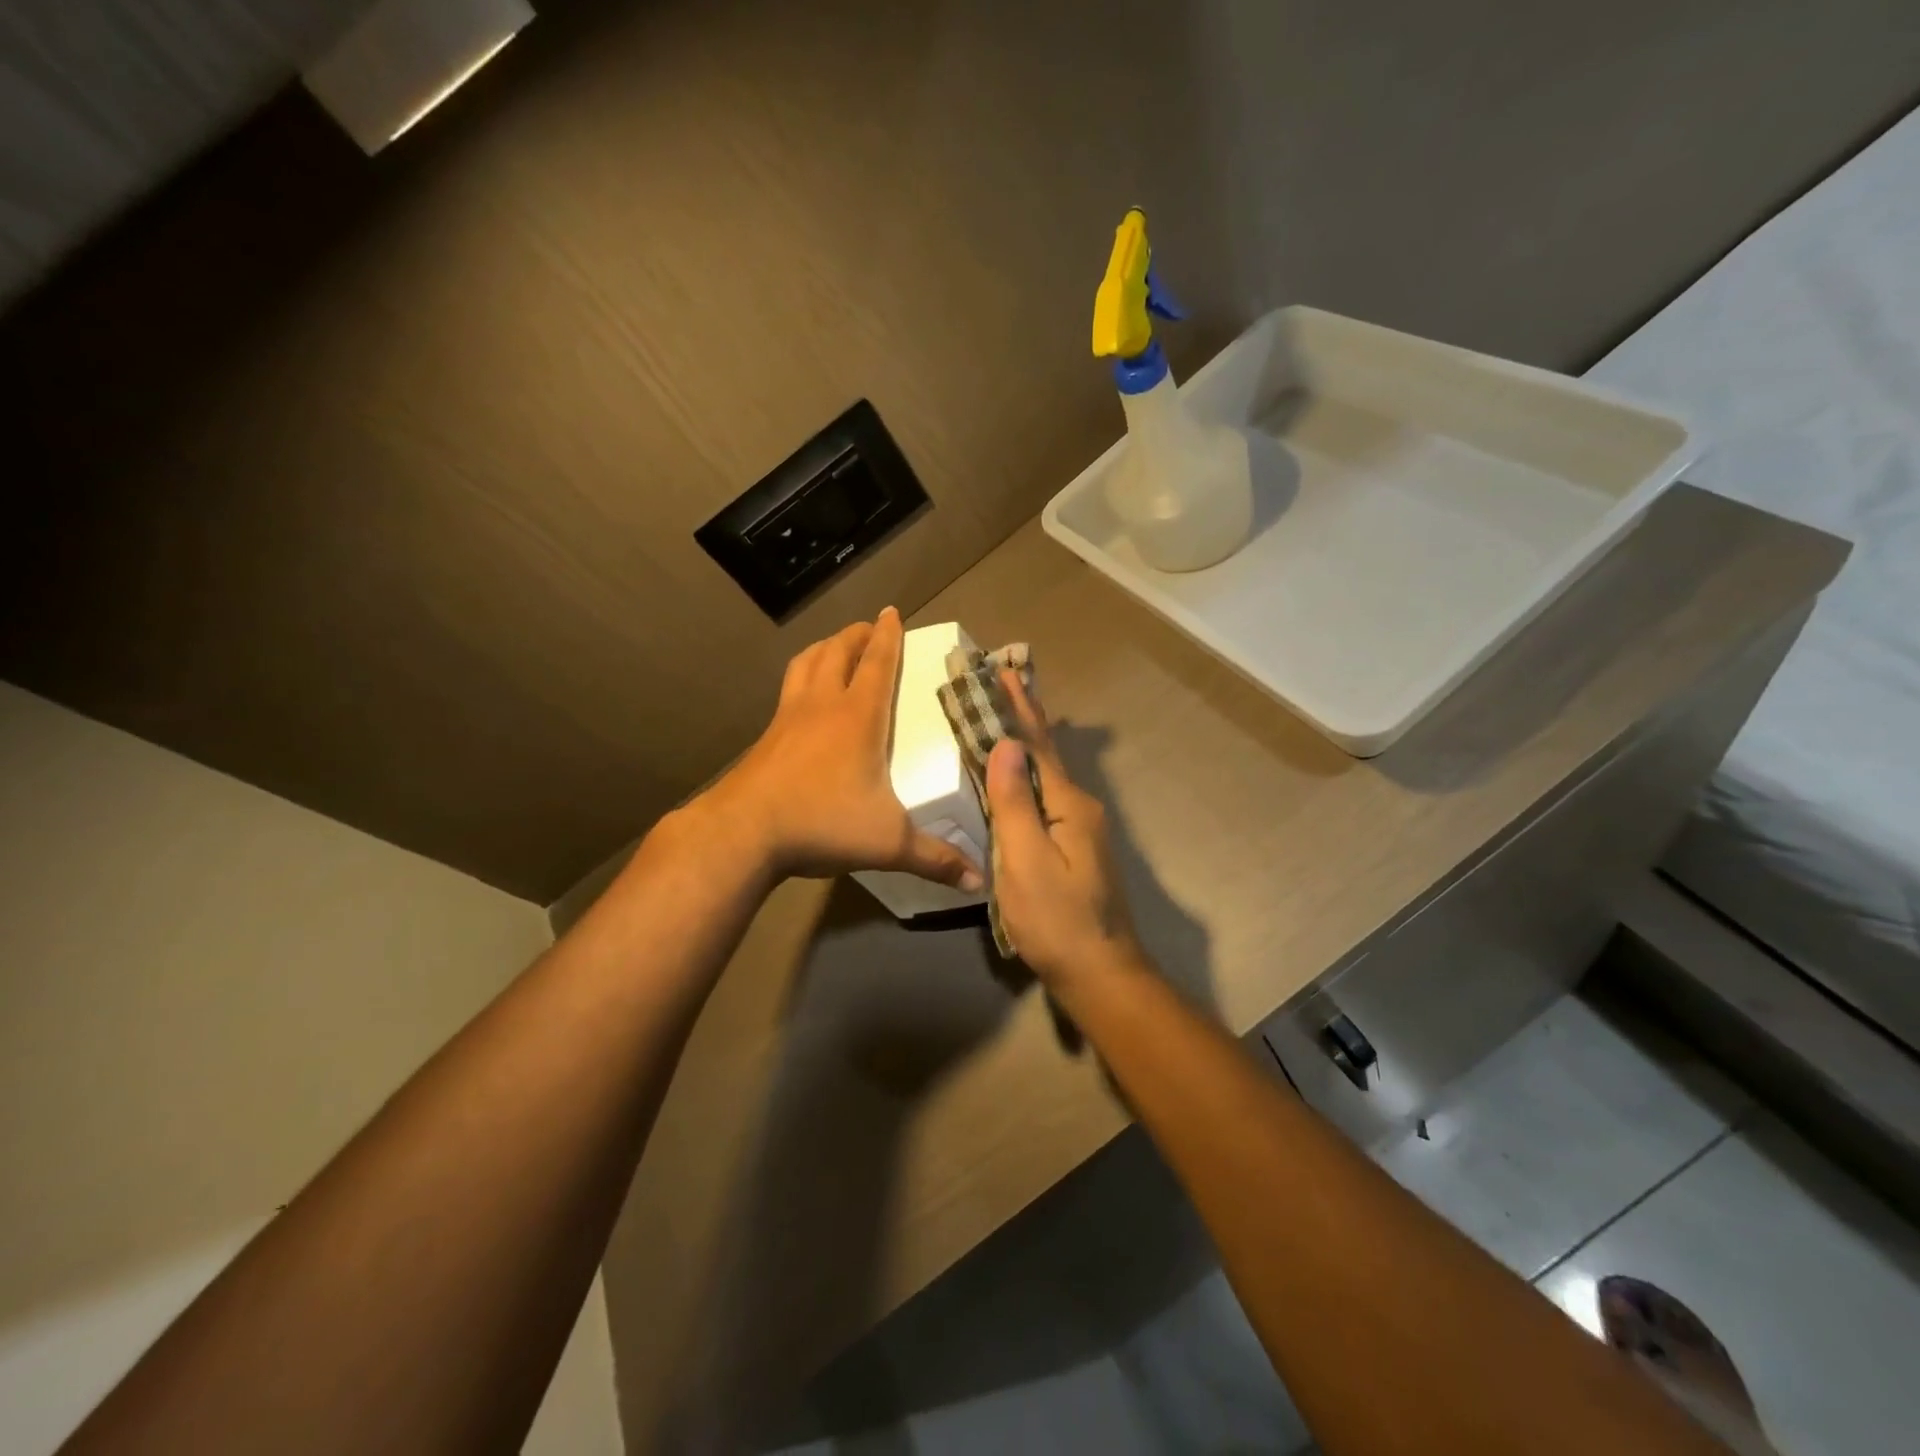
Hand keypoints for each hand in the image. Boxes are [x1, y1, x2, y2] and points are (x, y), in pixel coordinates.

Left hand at [703, 608, 983, 890]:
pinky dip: (800, 678)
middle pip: (837, 651)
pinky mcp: (766, 736)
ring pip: (806, 663)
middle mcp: (823, 706)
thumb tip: (980, 881)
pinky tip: (803, 698)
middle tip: (868, 628)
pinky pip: (787, 690)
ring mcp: (788, 717)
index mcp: (858, 717)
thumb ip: (935, 859)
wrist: (744, 832)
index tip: (891, 611)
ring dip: (824, 648)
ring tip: (835, 648)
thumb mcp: (888, 844)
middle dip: (856, 634)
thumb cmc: (822, 823)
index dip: (888, 635)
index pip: (877, 662)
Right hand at [985, 670, 1141, 992]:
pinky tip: (1016, 778)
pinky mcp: (1074, 850)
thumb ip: (1013, 802)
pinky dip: (1027, 776)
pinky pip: (1045, 799)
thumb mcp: (1027, 860)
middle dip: (1024, 717)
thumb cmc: (1056, 920)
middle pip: (1046, 754)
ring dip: (1025, 744)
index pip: (1038, 744)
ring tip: (1005, 718)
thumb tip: (1006, 744)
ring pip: (1046, 776)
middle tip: (1004, 681)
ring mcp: (1081, 830)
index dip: (1019, 707)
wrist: (1099, 974)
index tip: (1003, 670)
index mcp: (1069, 805)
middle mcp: (1080, 808)